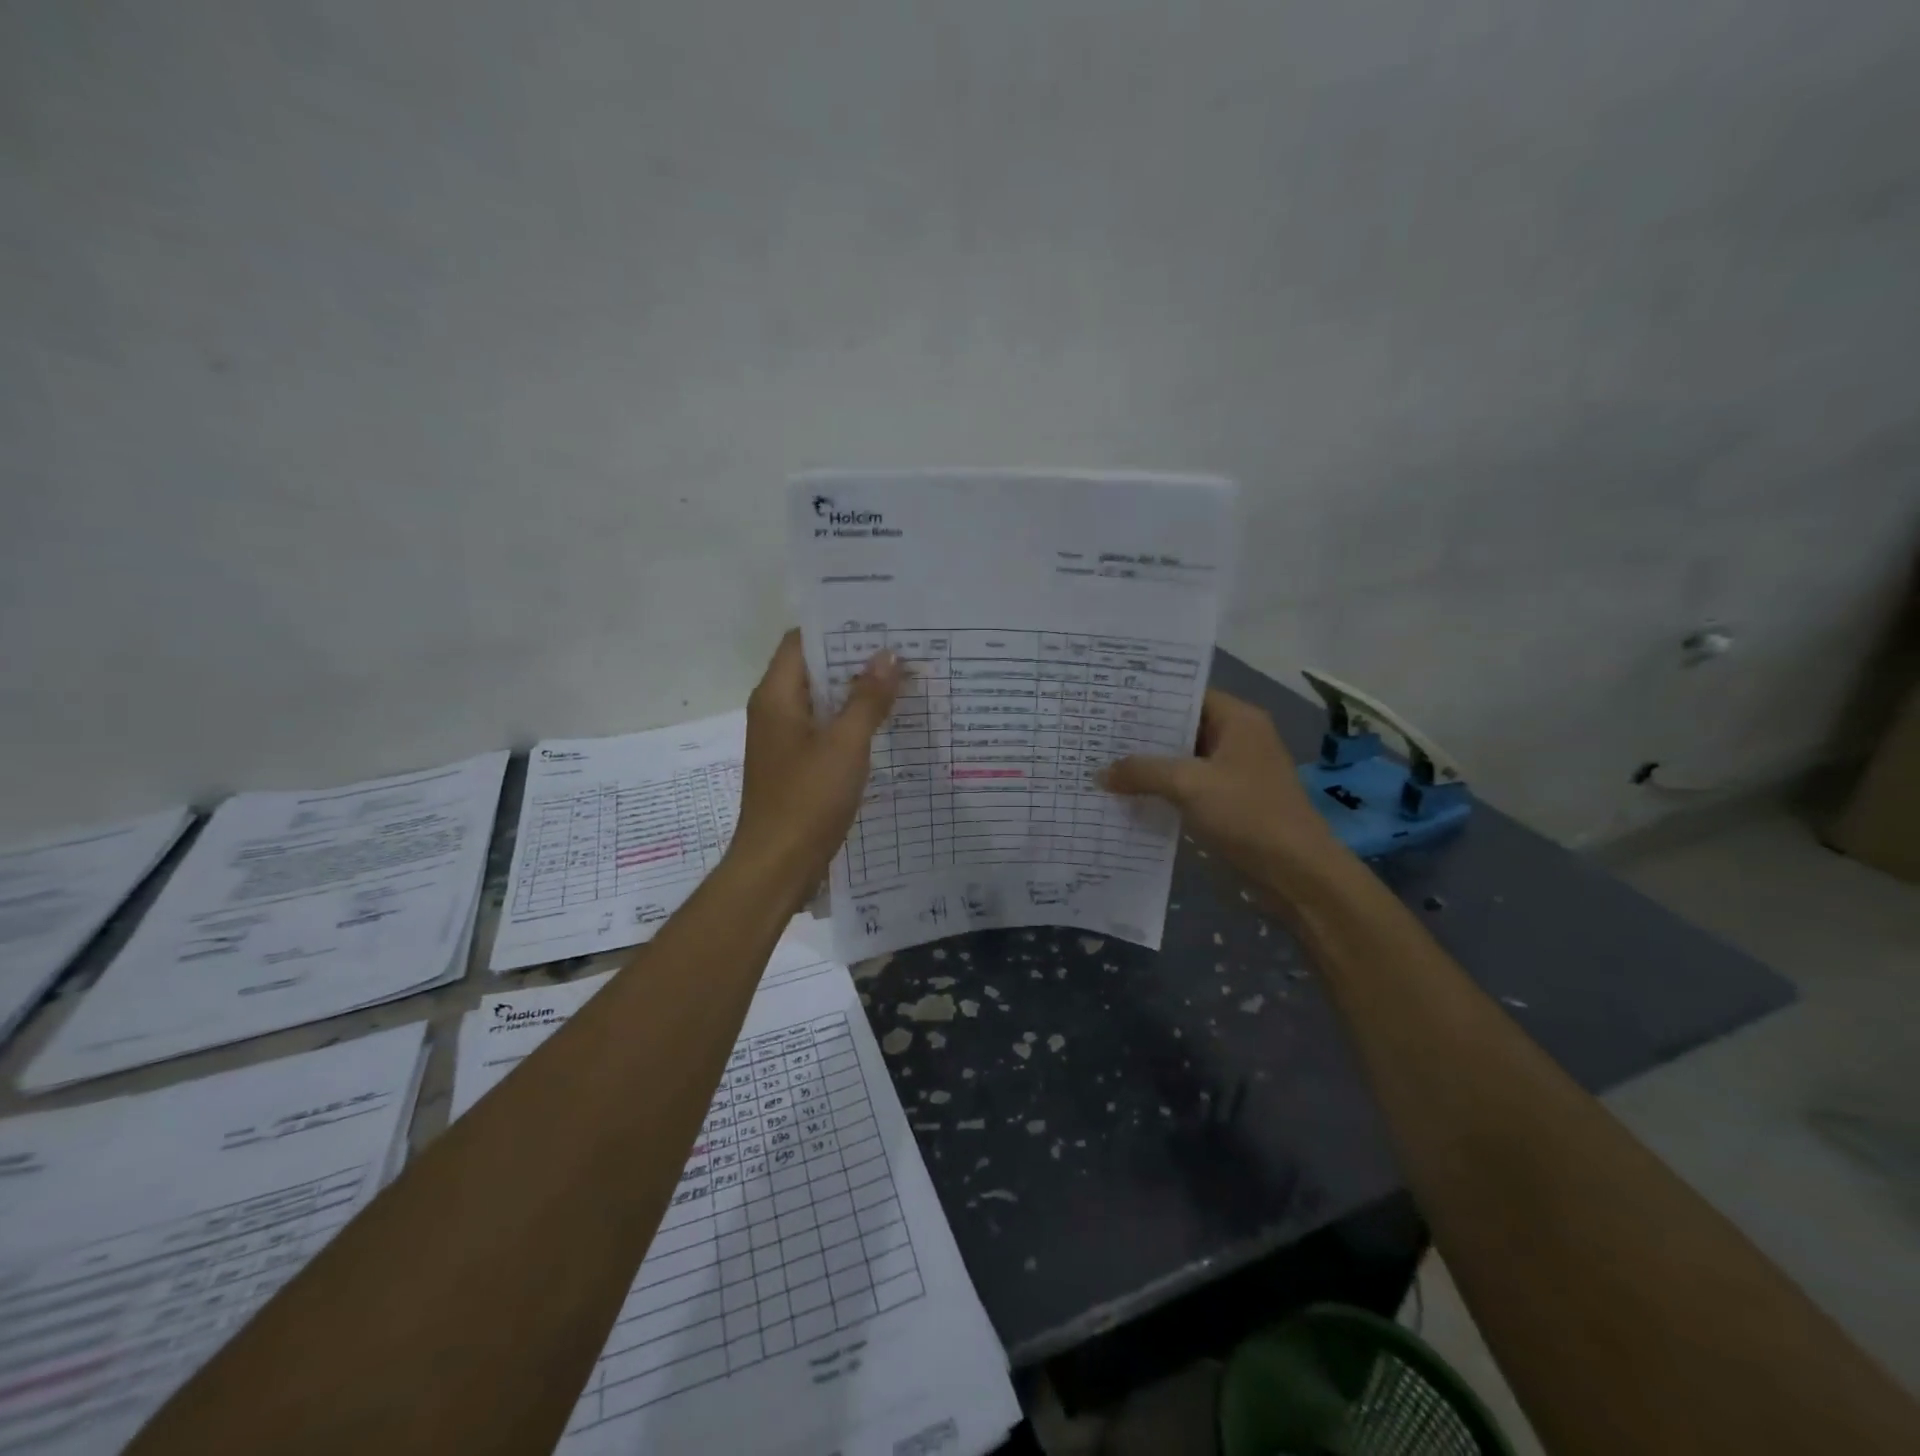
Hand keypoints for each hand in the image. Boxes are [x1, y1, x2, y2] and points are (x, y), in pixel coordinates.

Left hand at [730, 630, 902, 900]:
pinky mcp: (797, 765)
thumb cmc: (807, 800)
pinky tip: (887, 724)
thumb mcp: (845, 745)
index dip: (838, 627)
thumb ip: (867, 699)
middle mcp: (776, 711)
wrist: (778, 866)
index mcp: (776, 696)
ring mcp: (786, 740)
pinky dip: (852, 722)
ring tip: (903, 680)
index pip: (802, 641)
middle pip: (814, 669)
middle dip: (856, 659)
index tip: (880, 620)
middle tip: (903, 648)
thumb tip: (888, 655)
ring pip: (823, 702)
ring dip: (857, 692)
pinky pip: (826, 730)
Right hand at [1103, 689, 1345, 896]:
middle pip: (1183, 729)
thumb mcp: (1189, 785)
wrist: (1296, 873)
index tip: (1110, 704)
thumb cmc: (1248, 814)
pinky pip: (1188, 788)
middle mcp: (1238, 740)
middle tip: (1097, 735)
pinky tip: (1128, 797)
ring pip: (1183, 761)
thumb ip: (1143, 772)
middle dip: (1142, 736)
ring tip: (1103, 764)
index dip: (1149, 700)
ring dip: (1150, 767)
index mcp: (1238, 720)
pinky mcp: (1230, 804)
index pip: (1187, 696)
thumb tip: (1100, 772)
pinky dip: (1163, 791)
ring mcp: (1234, 774)